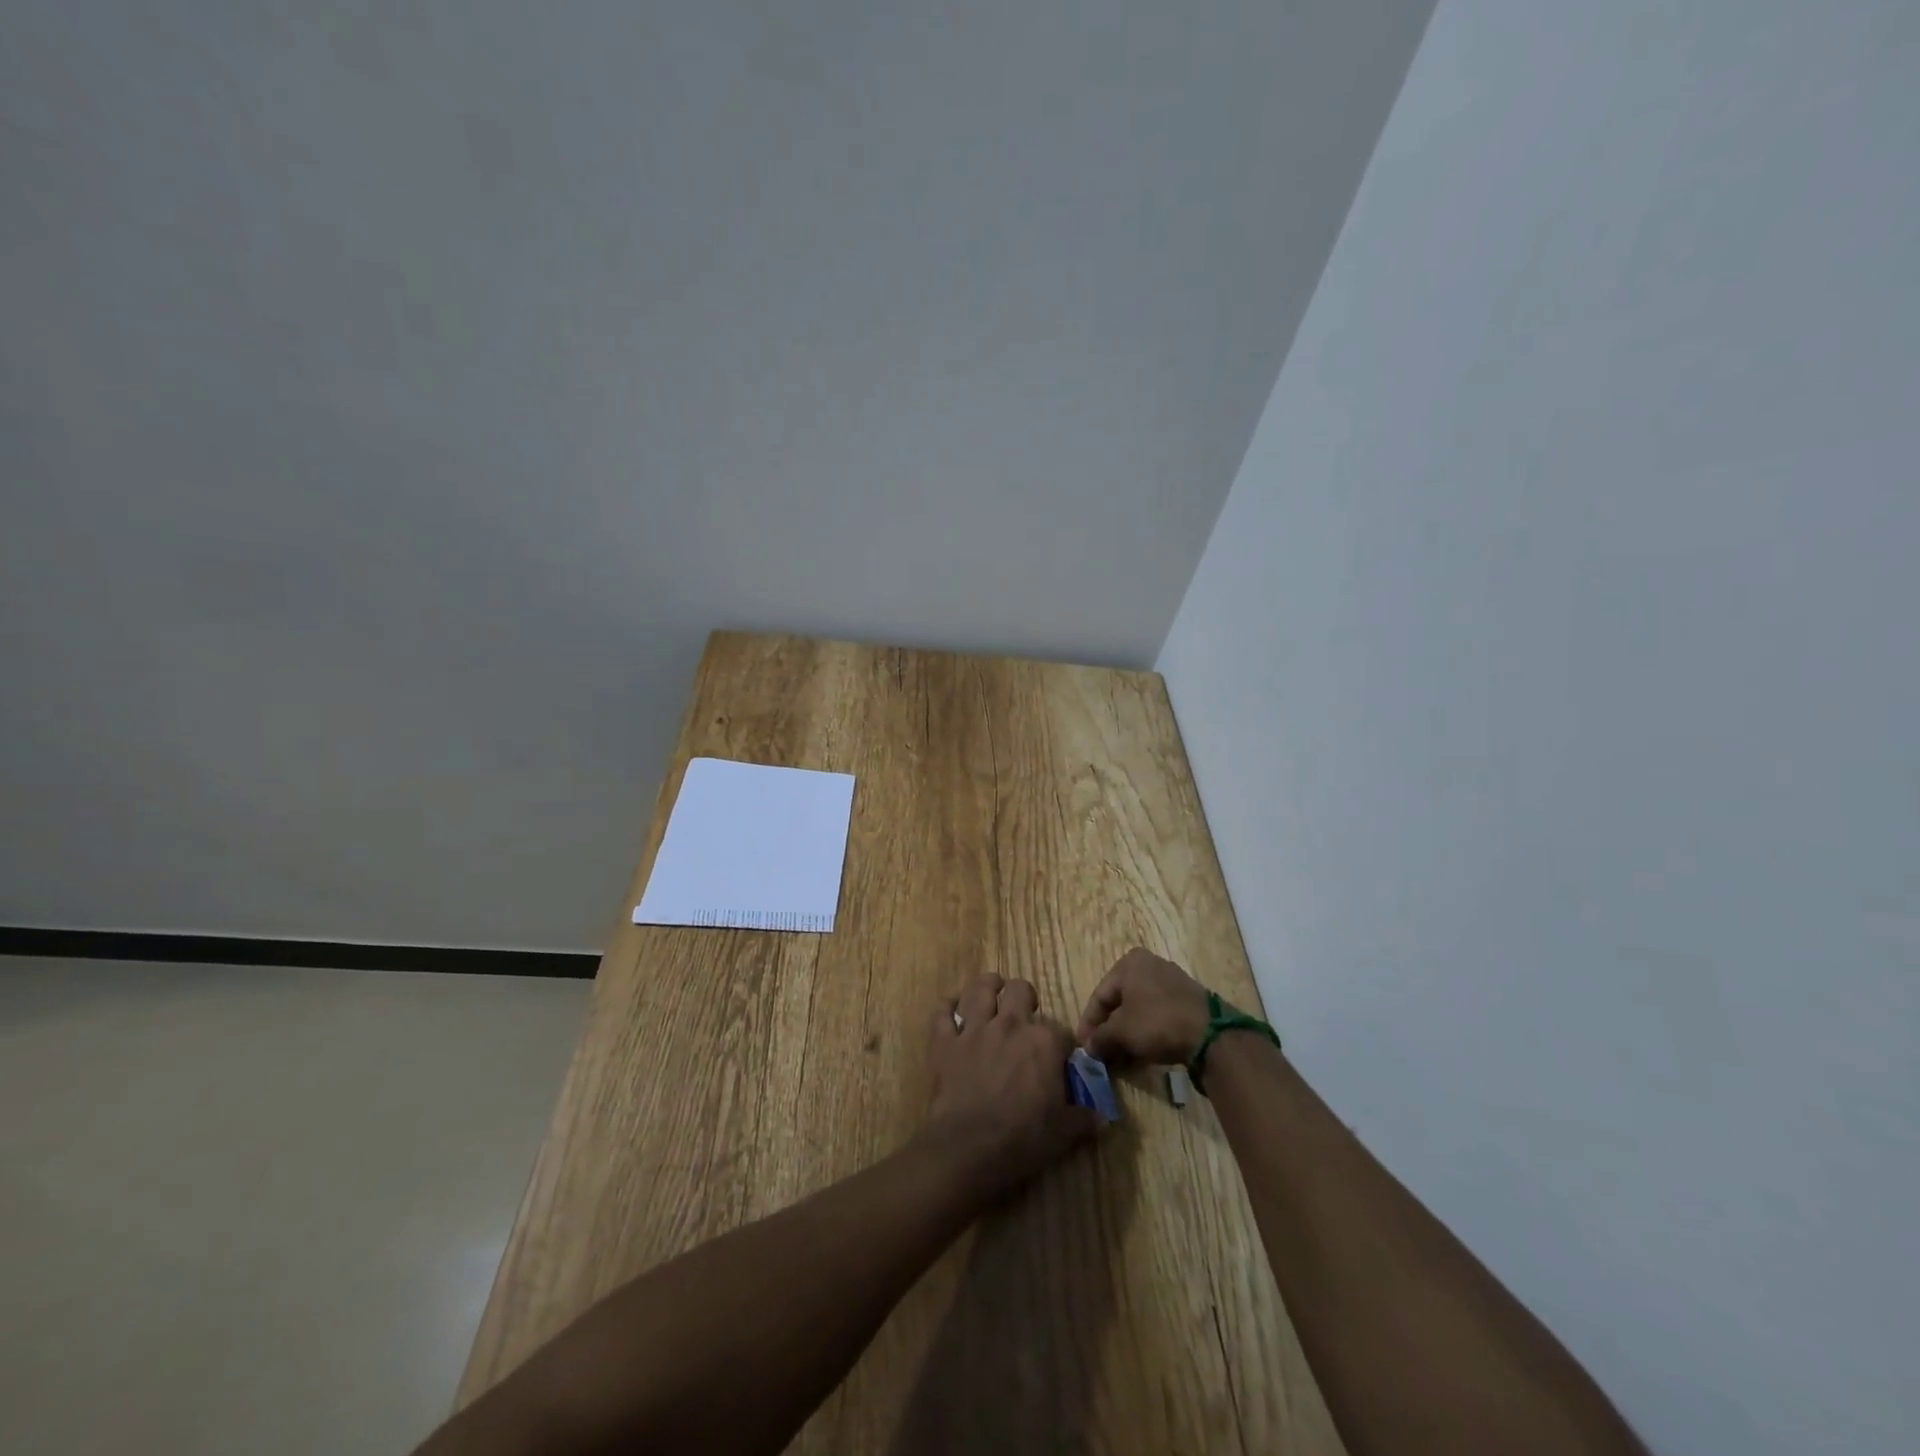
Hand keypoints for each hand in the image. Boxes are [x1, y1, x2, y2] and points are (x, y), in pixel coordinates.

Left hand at [924, 973, 1098, 1196]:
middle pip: (1019, 990)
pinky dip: (946, 1008)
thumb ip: (1083, 1118)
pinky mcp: (944, 1042)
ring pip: (979, 989)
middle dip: (1023, 997)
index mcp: (1043, 1042)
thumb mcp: (1064, 1133)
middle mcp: (1009, 1025)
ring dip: (987, 987)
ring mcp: (974, 1030)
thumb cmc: (1022, 1139)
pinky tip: (952, 1010)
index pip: (1061, 1032)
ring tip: (991, 993)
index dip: (1062, 1046)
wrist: (968, 1149)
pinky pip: (941, 1012)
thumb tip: (1101, 1118)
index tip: (1060, 1061)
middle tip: (1023, 1013)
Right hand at [1077, 948, 1210, 1065]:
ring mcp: (1171, 981)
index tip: (1084, 1047)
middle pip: (1119, 1002)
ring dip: (1127, 1034)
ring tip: (1120, 1057)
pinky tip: (1141, 1052)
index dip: (1089, 1023)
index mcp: (1129, 963)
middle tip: (1101, 1053)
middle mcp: (1149, 965)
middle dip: (1109, 1030)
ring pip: (1139, 1010)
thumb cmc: (1157, 1021)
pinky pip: (1157, 1015)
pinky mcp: (1187, 1000)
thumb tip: (1088, 1048)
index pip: (1099, 995)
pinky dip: (1146, 1032)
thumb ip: (1100, 1038)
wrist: (1210, 1033)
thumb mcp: (1121, 1031)